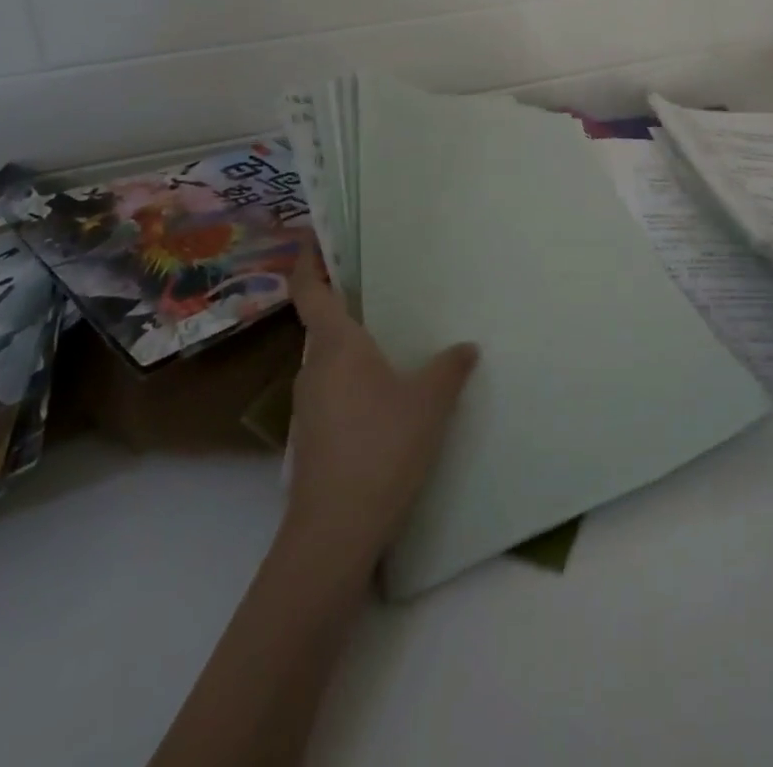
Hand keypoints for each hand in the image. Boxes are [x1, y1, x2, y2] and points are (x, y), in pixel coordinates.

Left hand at [283, 268, 478, 572]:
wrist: (334, 533)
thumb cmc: (382, 448)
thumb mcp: (429, 403)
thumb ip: (449, 368)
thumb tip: (466, 347)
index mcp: (336, 347)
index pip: (309, 292)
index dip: (307, 262)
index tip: (314, 238)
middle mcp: (313, 369)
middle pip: (322, 326)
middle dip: (346, 306)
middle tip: (384, 291)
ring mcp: (306, 407)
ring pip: (328, 362)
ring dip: (352, 348)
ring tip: (393, 343)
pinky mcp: (310, 438)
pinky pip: (331, 391)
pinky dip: (353, 381)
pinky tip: (385, 398)